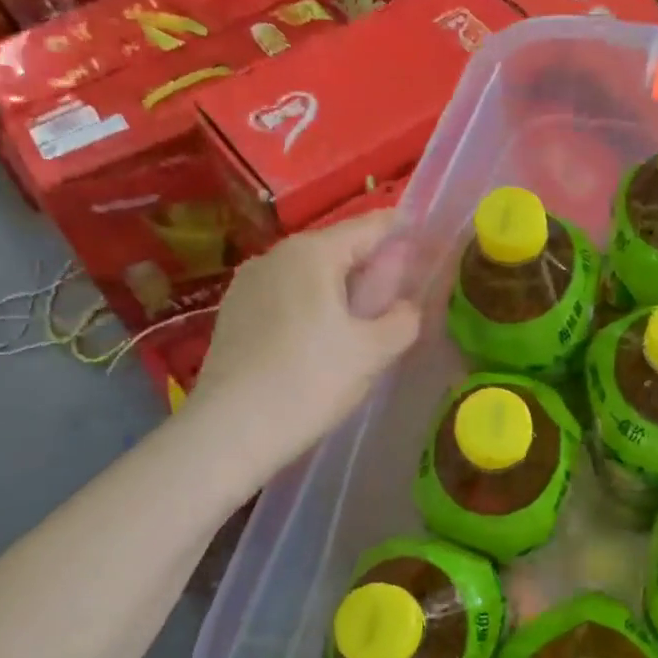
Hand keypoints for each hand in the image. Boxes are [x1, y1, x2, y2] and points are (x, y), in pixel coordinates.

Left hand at [189, 210, 421, 474]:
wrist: (230, 430)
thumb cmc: (309, 381)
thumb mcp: (371, 353)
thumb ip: (403, 320)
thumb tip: (407, 306)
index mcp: (312, 252)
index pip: (368, 227)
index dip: (402, 232)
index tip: (426, 243)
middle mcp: (275, 255)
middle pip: (336, 249)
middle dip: (370, 266)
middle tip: (399, 294)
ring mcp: (248, 283)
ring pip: (308, 275)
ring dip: (339, 289)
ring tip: (362, 320)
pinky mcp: (233, 313)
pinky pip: (285, 296)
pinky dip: (310, 306)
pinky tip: (320, 339)